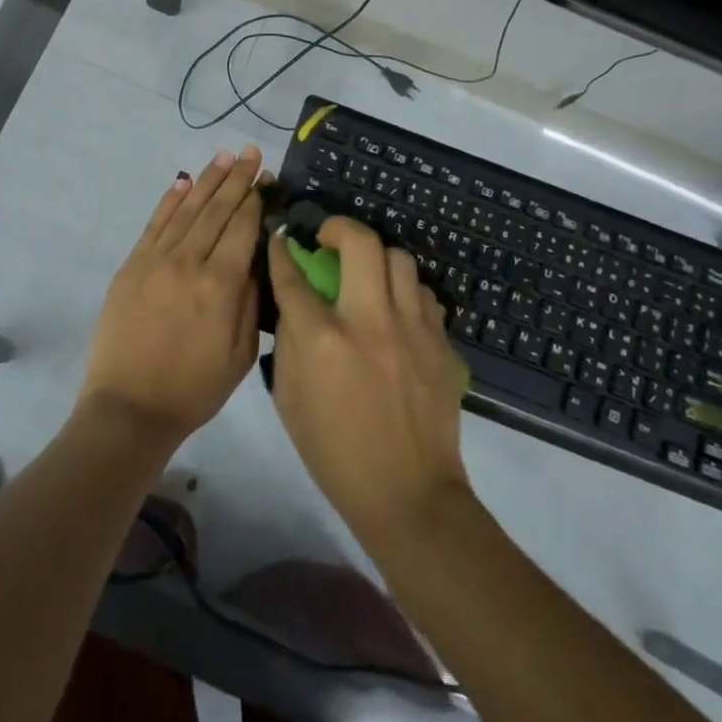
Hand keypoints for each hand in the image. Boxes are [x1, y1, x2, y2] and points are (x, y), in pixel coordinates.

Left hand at [78, 147, 265, 445]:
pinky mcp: (132, 266)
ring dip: (208, 180)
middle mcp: (189, 262)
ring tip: (225, 156)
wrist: (129, 407)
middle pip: (217, 210)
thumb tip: (257, 258)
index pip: (242, 227)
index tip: (267, 177)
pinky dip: (170, 200)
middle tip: (251, 153)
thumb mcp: (240, 354)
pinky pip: (155, 224)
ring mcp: (155, 260)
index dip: (256, 199)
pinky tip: (184, 182)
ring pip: (187, 209)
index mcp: (220, 285)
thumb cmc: (194, 388)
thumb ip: (251, 301)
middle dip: (237, 179)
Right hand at [266, 216, 471, 540]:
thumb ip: (289, 342)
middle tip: (328, 238)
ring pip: (399, 258)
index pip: (294, 276)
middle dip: (338, 227)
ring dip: (376, 257)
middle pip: (359, 243)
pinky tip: (395, 309)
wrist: (408, 494)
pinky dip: (405, 290)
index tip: (281, 237)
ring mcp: (412, 329)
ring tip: (367, 273)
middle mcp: (368, 322)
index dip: (281, 250)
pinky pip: (423, 293)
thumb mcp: (289, 399)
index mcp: (322, 340)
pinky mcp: (441, 343)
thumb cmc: (335, 453)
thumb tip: (295, 301)